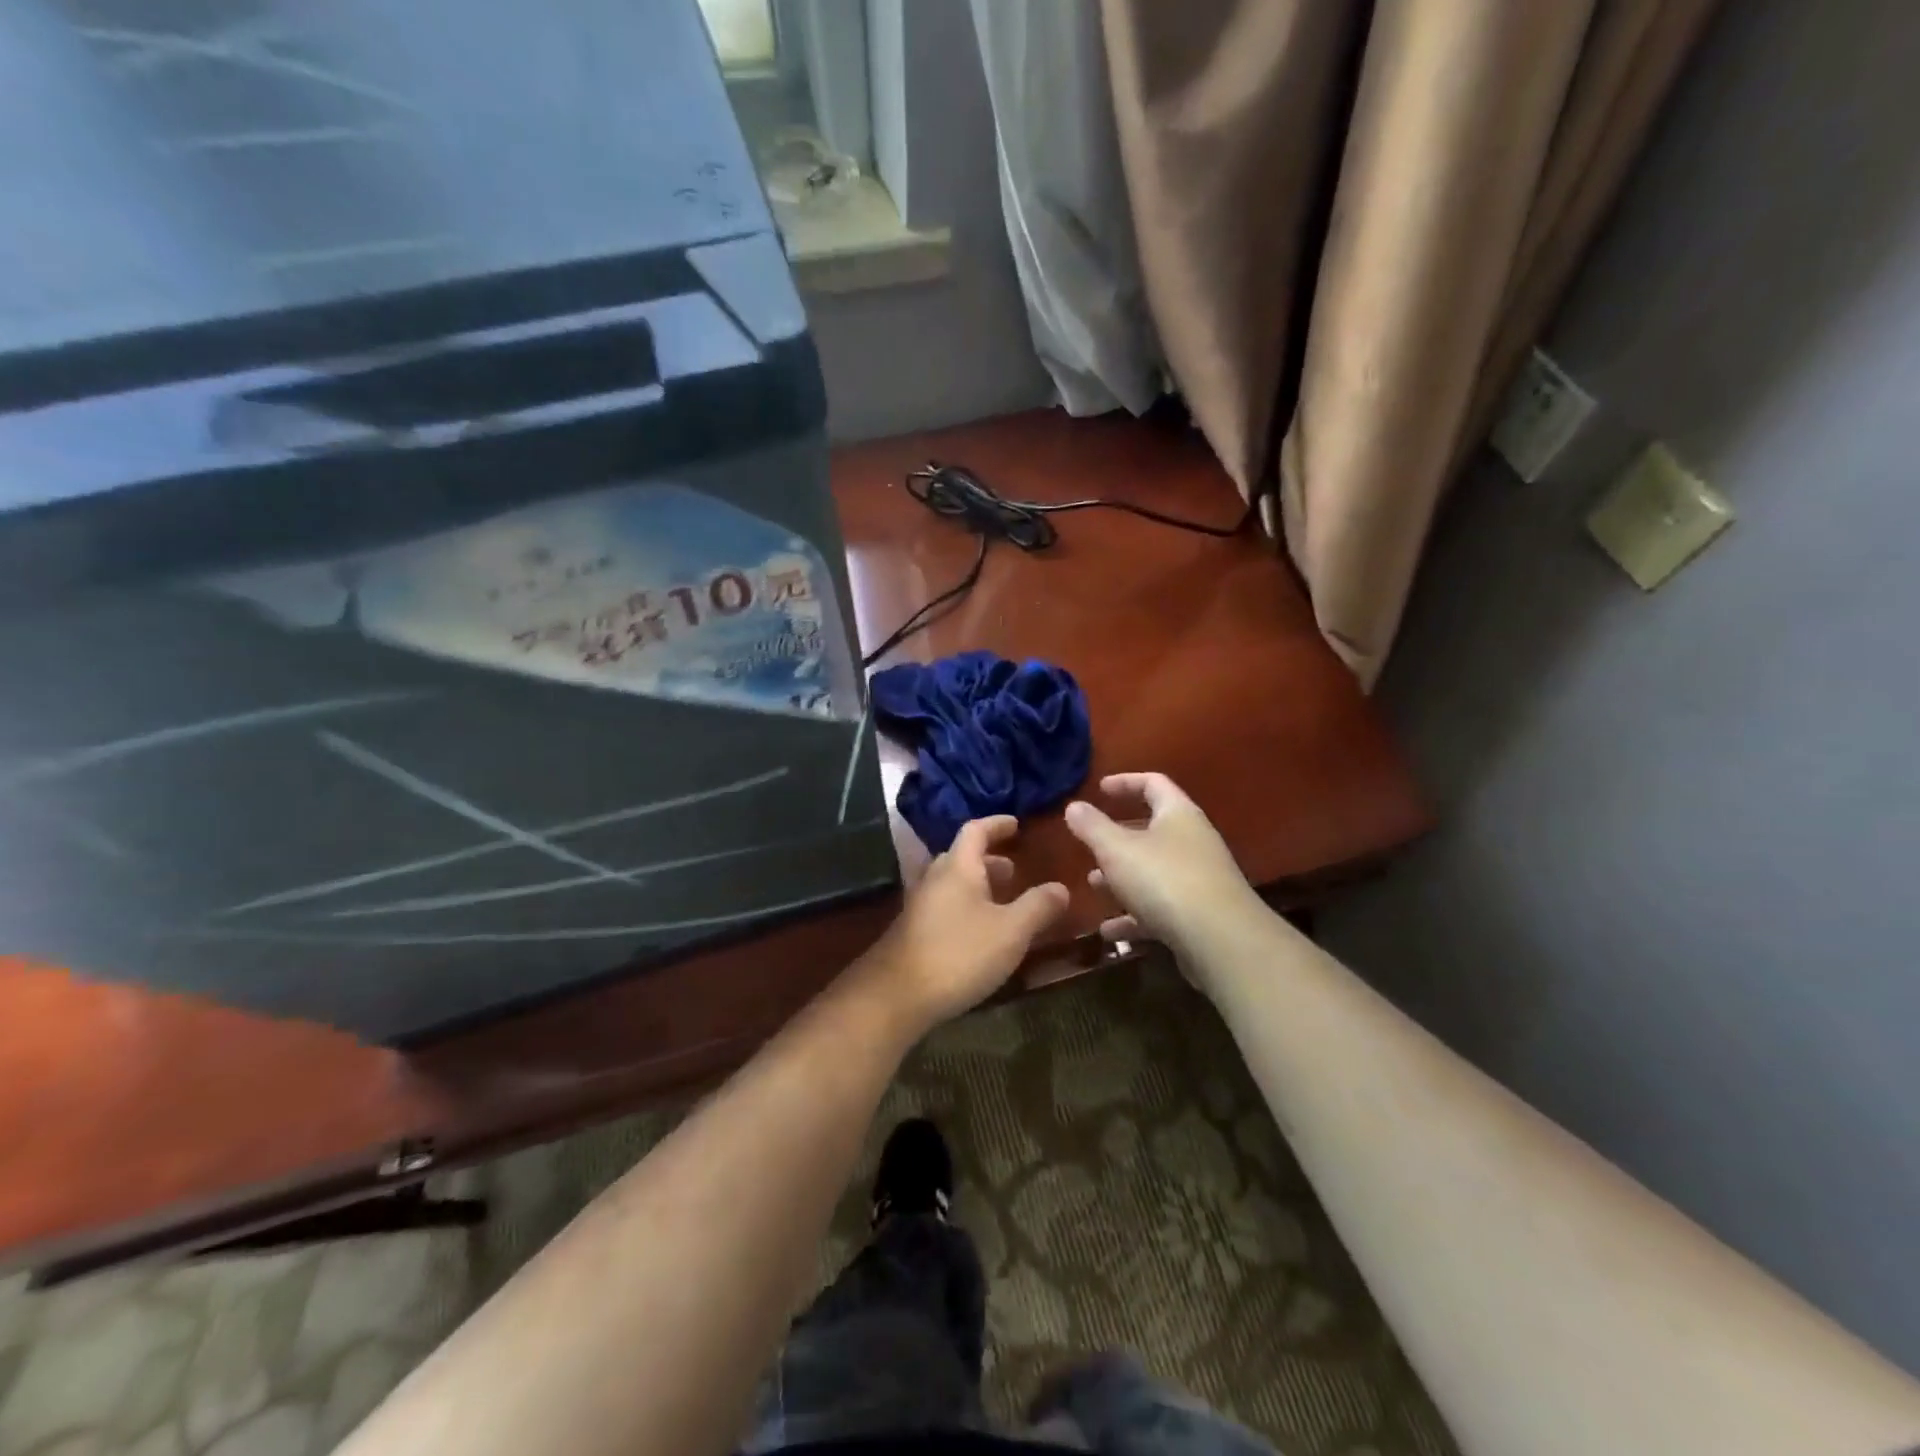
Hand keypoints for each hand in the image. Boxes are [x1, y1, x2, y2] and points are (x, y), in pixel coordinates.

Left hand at [856, 816, 1068, 1036]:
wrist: (898, 995)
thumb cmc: (959, 954)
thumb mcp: (1011, 931)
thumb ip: (1038, 906)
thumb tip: (1061, 887)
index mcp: (958, 866)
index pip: (976, 830)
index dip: (997, 824)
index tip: (1016, 824)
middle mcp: (935, 877)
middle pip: (963, 856)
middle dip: (991, 859)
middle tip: (1016, 870)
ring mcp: (921, 904)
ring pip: (954, 883)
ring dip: (979, 886)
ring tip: (1005, 902)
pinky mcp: (915, 930)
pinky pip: (946, 905)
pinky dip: (968, 906)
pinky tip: (982, 932)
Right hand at [1063, 773, 1259, 961]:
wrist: (1220, 940)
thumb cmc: (1164, 880)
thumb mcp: (1117, 849)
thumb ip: (1092, 827)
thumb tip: (1073, 806)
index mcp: (1178, 815)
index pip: (1153, 784)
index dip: (1125, 782)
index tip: (1099, 789)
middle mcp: (1193, 841)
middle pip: (1152, 829)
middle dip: (1117, 838)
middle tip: (1090, 844)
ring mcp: (1198, 880)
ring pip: (1153, 871)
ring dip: (1122, 877)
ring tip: (1093, 885)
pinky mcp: (1198, 915)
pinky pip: (1160, 907)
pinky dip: (1133, 915)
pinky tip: (1109, 931)